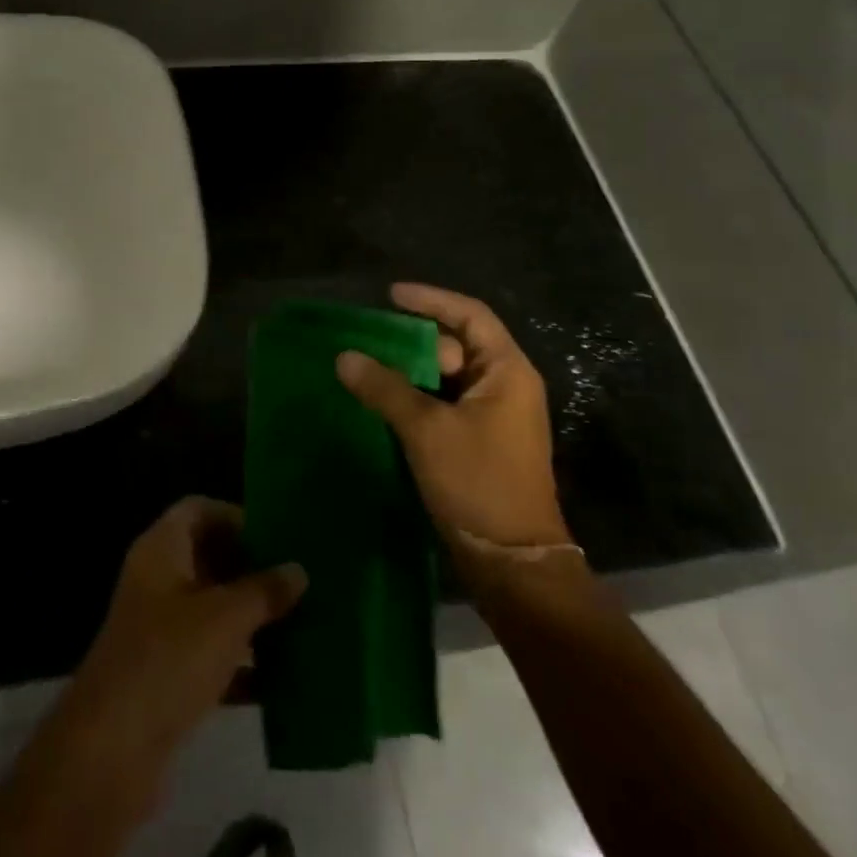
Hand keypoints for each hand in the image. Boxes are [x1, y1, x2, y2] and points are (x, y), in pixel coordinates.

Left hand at [56, 498, 306, 790]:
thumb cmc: (167, 661)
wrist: (109, 754)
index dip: (236, 517)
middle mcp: (158, 582)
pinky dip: (242, 664)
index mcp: (161, 550)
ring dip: (253, 617)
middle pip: (209, 559)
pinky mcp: (167, 677)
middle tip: (300, 580)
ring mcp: (160, 631)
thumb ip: (264, 590)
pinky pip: (212, 657)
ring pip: (214, 610)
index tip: (278, 534)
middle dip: (253, 569)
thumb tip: (299, 570)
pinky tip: (283, 678)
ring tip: (303, 623)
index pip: (198, 510)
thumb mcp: (225, 619)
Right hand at [336, 283, 570, 550]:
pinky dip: (415, 399)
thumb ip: (385, 389)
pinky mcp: (479, 443)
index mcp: (506, 372)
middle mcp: (505, 387)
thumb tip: (344, 356)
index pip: (471, 315)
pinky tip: (381, 403)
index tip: (391, 295)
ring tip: (366, 367)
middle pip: (456, 346)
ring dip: (409, 373)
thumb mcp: (427, 430)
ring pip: (446, 379)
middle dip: (413, 341)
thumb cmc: (479, 483)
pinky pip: (443, 405)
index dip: (432, 300)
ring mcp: (493, 417)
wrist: (512, 562)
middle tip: (368, 340)